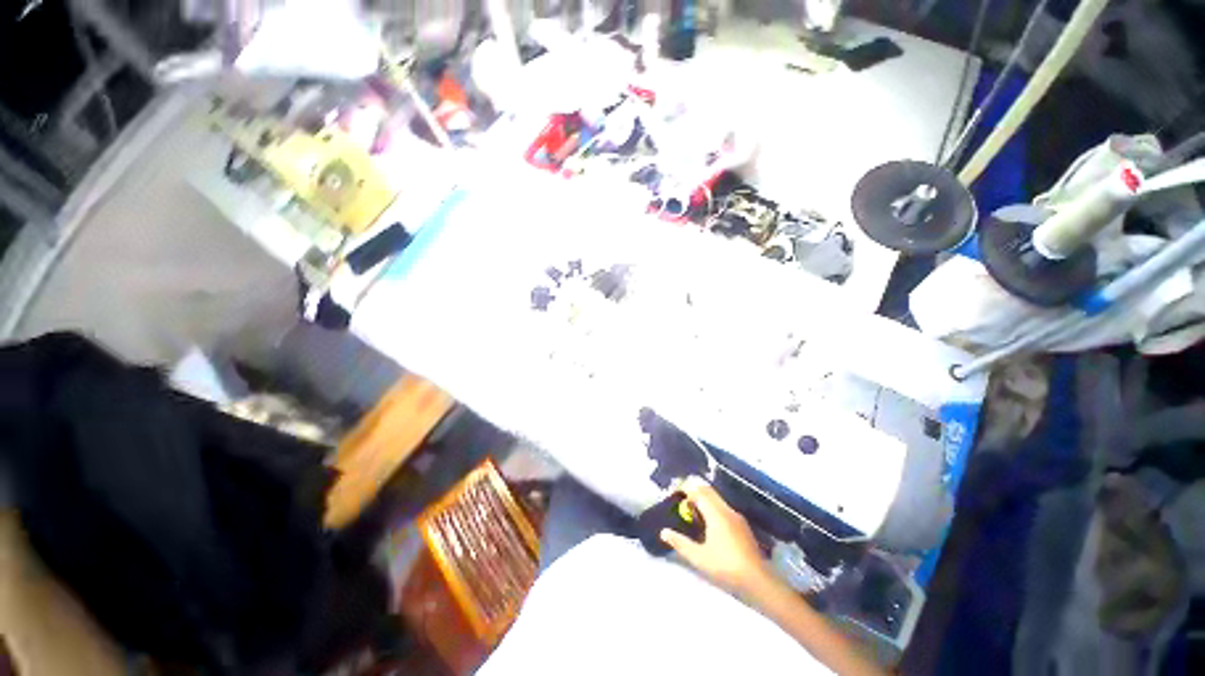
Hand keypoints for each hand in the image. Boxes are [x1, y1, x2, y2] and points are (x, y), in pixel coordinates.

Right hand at [660, 476, 772, 596]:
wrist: (759, 581)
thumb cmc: (726, 567)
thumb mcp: (699, 558)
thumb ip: (680, 543)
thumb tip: (663, 532)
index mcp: (716, 513)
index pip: (698, 491)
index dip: (685, 488)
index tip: (674, 492)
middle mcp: (727, 510)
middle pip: (708, 492)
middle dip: (694, 492)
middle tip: (681, 502)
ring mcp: (737, 517)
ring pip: (717, 500)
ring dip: (703, 501)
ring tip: (692, 514)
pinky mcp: (742, 526)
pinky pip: (723, 509)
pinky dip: (712, 509)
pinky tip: (708, 526)